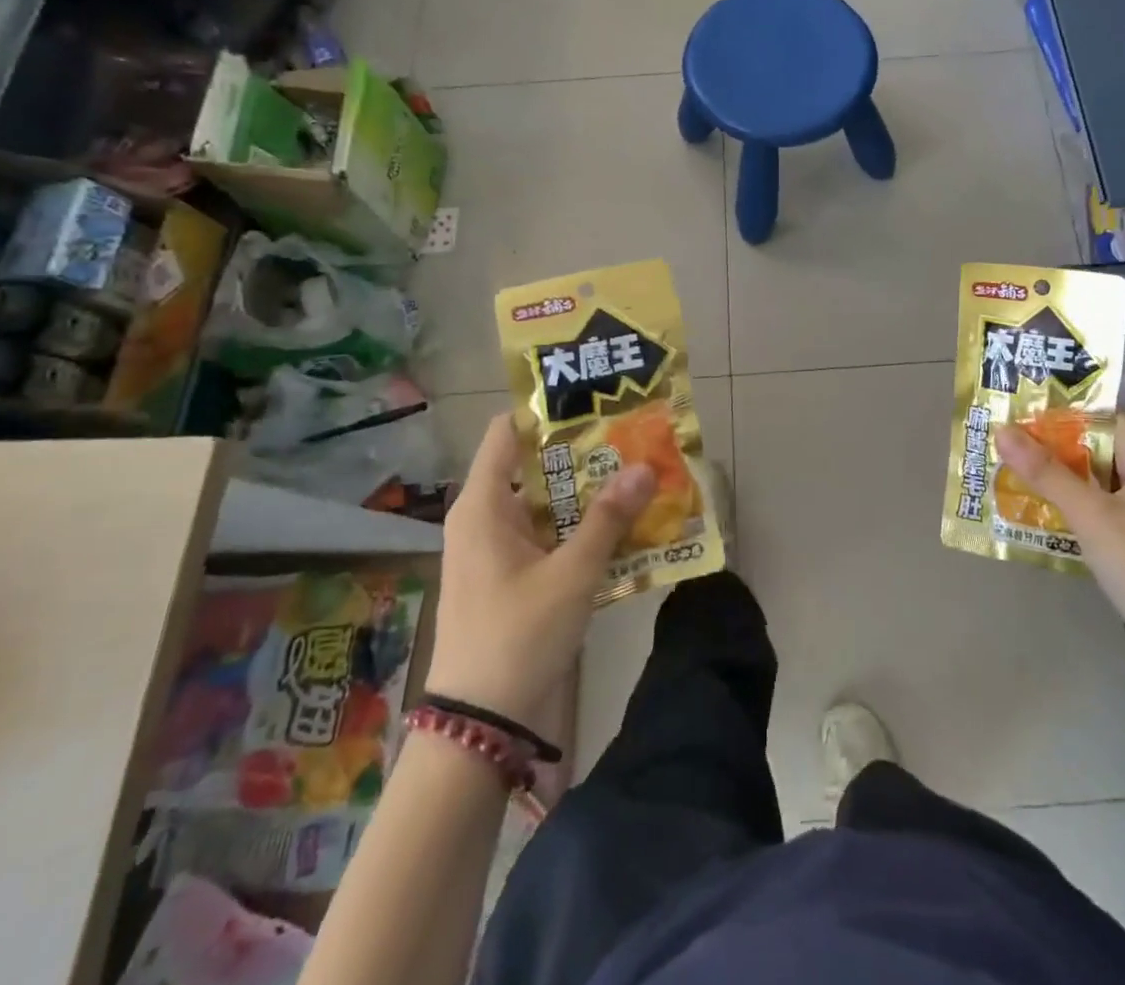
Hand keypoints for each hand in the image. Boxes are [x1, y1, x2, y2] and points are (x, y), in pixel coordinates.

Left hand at [425, 415, 655, 721]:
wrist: (479, 723)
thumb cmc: (517, 634)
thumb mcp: (572, 574)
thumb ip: (609, 518)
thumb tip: (646, 466)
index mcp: (484, 505)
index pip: (507, 432)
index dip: (546, 411)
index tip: (592, 401)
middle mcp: (484, 518)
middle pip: (534, 466)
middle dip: (583, 453)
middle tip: (632, 438)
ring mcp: (495, 549)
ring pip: (545, 503)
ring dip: (587, 493)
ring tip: (637, 476)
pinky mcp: (508, 576)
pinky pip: (546, 535)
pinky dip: (578, 527)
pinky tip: (621, 527)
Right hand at [993, 413, 1124, 690]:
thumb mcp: (1089, 516)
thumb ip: (1045, 472)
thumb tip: (1001, 430)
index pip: (1103, 419)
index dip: (1061, 420)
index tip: (1020, 427)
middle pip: (1103, 448)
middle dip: (1058, 451)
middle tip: (1012, 454)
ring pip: (1105, 480)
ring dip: (1068, 480)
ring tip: (1023, 482)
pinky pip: (1113, 507)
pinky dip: (1085, 506)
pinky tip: (1055, 518)